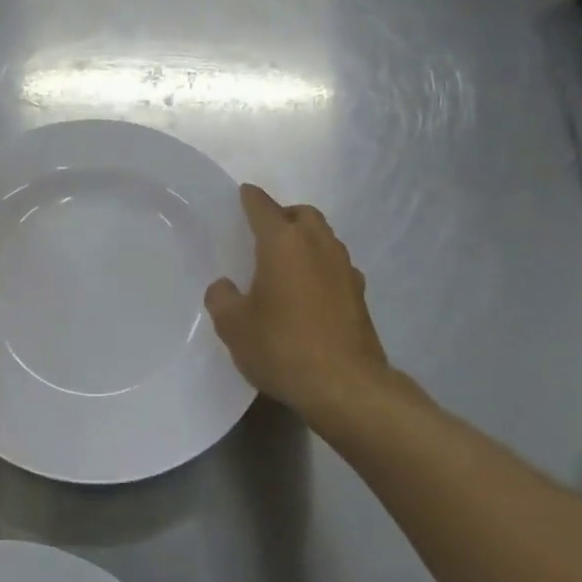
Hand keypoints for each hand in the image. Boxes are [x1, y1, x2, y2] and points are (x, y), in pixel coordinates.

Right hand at [205, 184, 410, 423]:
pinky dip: (321, 268)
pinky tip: (309, 293)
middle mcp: (318, 245)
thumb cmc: (282, 347)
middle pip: (302, 214)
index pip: (263, 206)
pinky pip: (336, 266)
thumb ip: (222, 298)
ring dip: (306, 240)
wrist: (346, 387)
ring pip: (324, 238)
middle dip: (283, 216)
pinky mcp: (360, 296)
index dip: (250, 199)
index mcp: (283, 242)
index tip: (242, 195)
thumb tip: (226, 287)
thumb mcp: (233, 326)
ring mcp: (344, 269)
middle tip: (264, 233)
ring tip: (286, 263)